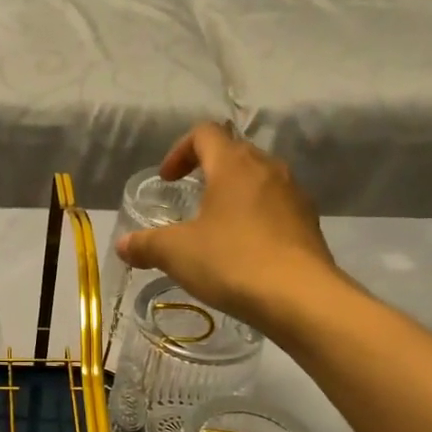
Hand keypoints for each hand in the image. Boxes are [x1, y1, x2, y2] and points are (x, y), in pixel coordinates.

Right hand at [116, 122, 350, 337]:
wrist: (301, 298)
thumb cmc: (232, 262)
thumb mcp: (176, 253)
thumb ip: (145, 245)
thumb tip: (123, 245)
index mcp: (233, 165)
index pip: (205, 133)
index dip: (180, 151)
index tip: (168, 180)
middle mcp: (268, 169)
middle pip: (234, 153)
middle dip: (208, 170)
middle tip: (190, 199)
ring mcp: (294, 195)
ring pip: (259, 180)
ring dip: (235, 194)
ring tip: (216, 227)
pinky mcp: (309, 224)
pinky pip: (276, 208)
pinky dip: (256, 218)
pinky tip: (244, 251)